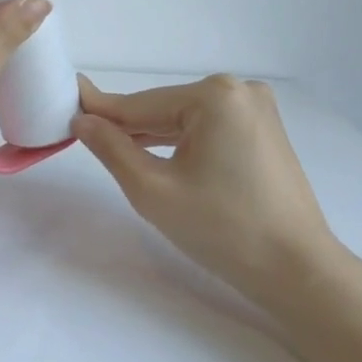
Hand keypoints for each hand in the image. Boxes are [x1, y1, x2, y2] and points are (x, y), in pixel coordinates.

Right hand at [74, 74, 336, 317]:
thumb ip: (112, 149)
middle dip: (128, 127)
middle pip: (164, 109)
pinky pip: (209, 130)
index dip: (100, 110)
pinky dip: (182, 143)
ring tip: (114, 149)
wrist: (297, 270)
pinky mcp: (265, 131)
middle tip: (83, 135)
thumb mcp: (153, 190)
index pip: (141, 105)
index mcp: (215, 96)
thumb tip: (83, 120)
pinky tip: (158, 156)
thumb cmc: (222, 229)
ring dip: (153, 137)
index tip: (65, 103)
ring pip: (186, 120)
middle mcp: (240, 90)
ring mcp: (257, 110)